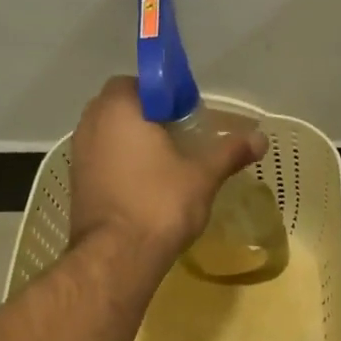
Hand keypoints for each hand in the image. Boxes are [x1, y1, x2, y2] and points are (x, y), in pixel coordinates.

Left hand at [67, 76, 264, 265]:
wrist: (116, 257)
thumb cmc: (159, 203)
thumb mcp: (203, 175)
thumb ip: (229, 151)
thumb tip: (261, 139)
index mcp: (118, 109)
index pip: (138, 82)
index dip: (165, 93)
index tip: (188, 113)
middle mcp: (91, 124)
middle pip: (124, 108)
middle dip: (151, 117)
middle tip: (183, 136)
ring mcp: (80, 155)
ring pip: (112, 135)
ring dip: (137, 142)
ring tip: (170, 163)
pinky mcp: (79, 184)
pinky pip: (105, 160)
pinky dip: (125, 165)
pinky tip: (150, 186)